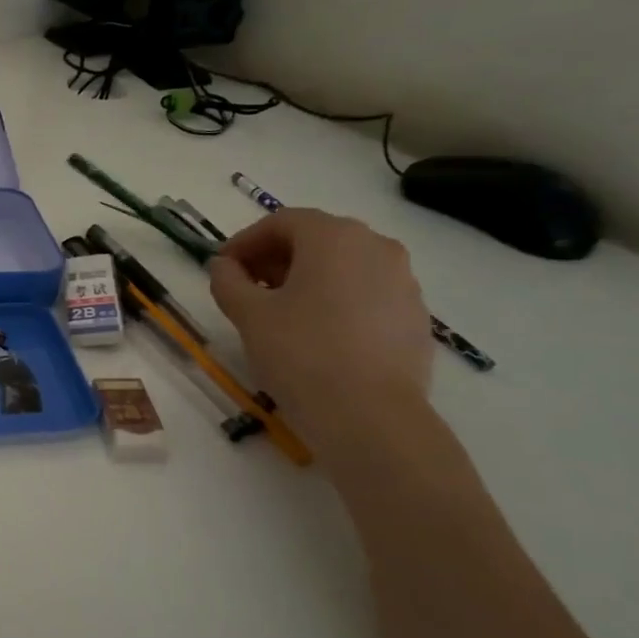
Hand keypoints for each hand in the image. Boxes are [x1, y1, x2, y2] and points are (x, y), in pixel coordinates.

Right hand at [208, 210, 433, 450]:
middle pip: (316, 239)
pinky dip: (336, 300)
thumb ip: (228, 280)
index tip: (222, 267)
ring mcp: (403, 281)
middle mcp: (376, 246)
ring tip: (280, 312)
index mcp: (334, 237)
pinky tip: (317, 334)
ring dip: (307, 278)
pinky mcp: (415, 315)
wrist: (371, 415)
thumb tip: (224, 265)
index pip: (282, 222)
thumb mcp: (248, 314)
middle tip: (246, 287)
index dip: (245, 241)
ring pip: (344, 266)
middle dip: (276, 258)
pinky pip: (366, 293)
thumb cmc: (301, 352)